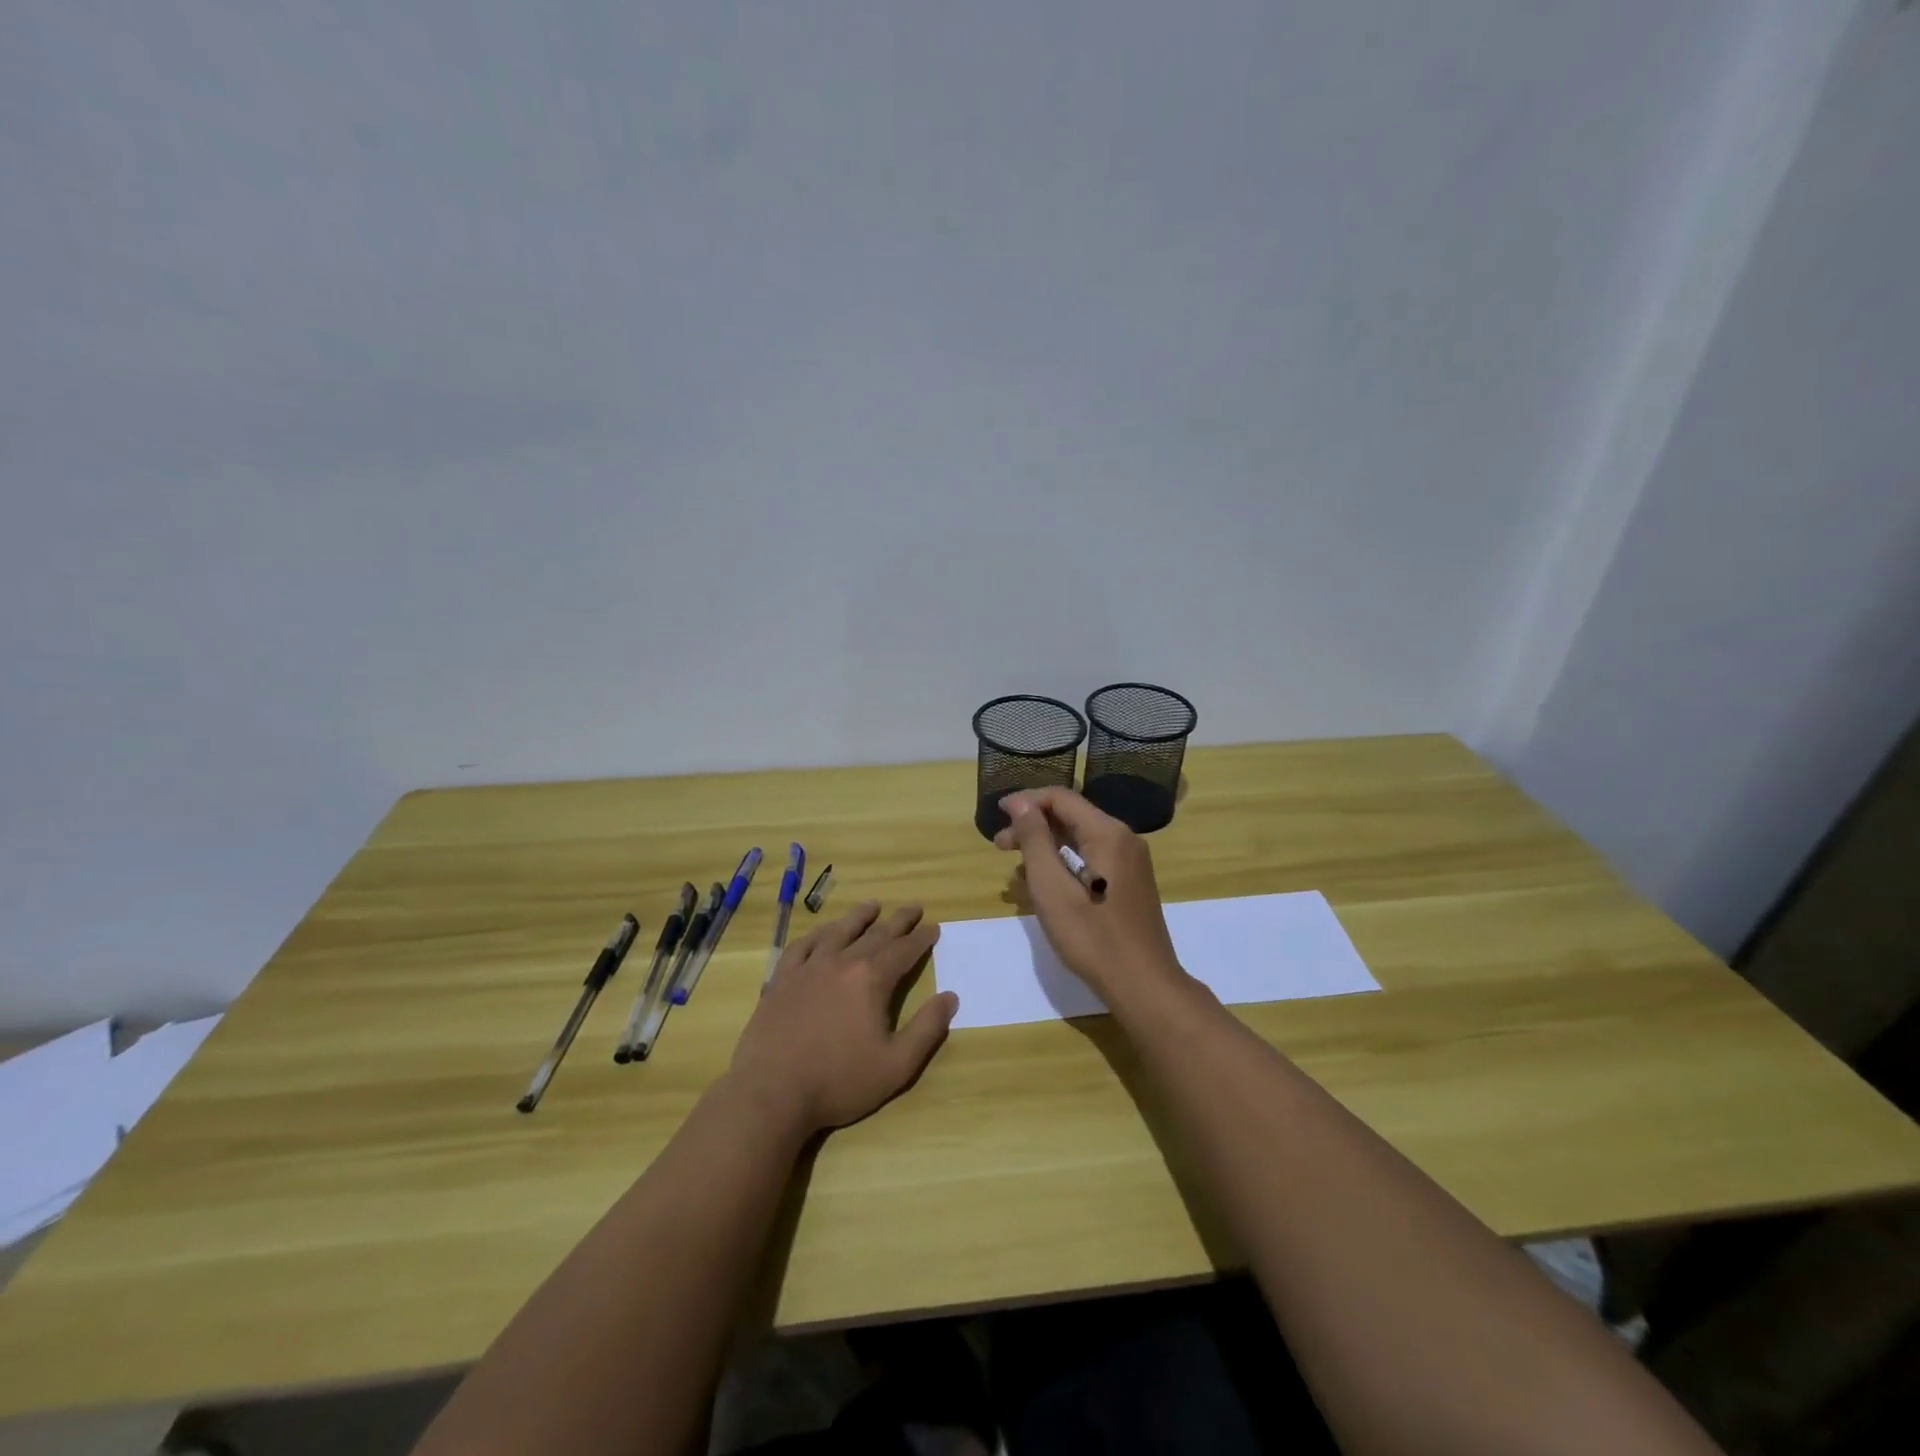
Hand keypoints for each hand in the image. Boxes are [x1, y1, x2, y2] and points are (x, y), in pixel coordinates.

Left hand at [728, 900, 957, 1134]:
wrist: (771, 1092)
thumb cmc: (839, 1081)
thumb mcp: (896, 1065)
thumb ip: (927, 1029)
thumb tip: (950, 997)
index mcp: (871, 979)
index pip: (904, 950)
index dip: (921, 938)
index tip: (933, 927)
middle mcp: (841, 962)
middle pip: (875, 934)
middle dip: (898, 921)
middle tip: (913, 908)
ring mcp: (808, 967)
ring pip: (839, 931)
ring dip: (859, 916)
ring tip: (873, 905)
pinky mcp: (781, 978)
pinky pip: (803, 945)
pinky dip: (818, 933)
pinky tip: (823, 932)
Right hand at [993, 788, 1183, 1005]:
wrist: (1143, 985)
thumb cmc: (1092, 936)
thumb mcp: (1052, 887)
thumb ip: (1035, 840)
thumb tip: (1020, 803)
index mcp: (1107, 833)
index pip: (1060, 798)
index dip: (1026, 802)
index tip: (997, 816)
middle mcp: (1123, 839)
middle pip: (1071, 817)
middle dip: (1032, 826)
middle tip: (1000, 847)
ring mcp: (1130, 862)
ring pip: (1080, 839)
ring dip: (1046, 847)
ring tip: (1016, 870)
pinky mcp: (1129, 883)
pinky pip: (1091, 859)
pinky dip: (1064, 863)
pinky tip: (1044, 885)